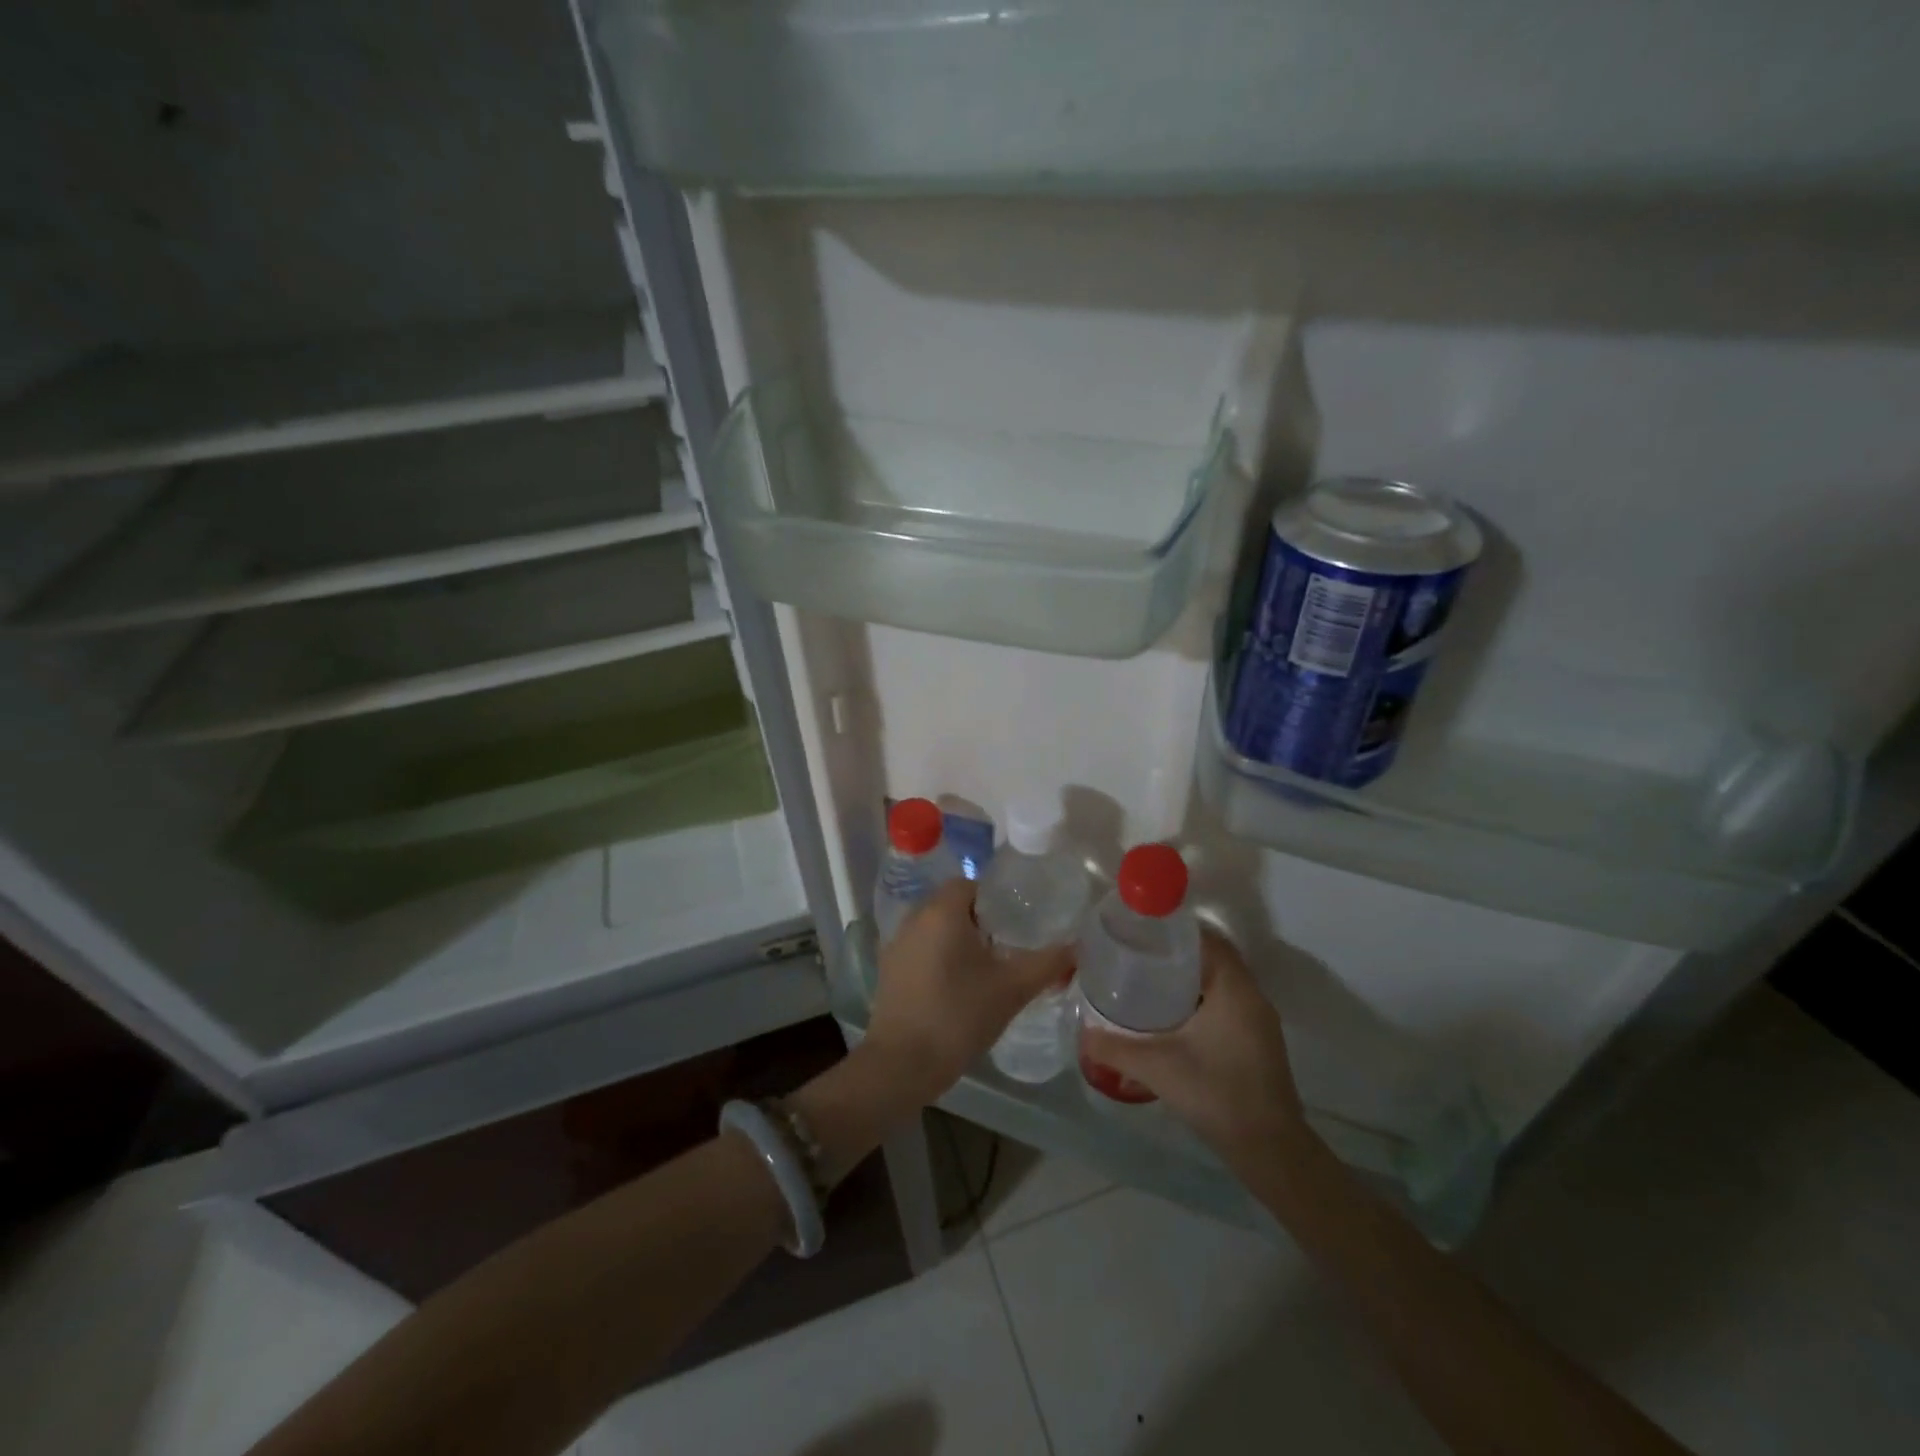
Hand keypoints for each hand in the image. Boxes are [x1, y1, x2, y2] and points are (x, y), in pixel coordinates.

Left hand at [864, 878, 1073, 1108]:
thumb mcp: (1012, 989)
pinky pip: (920, 949)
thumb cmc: (959, 1015)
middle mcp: (914, 918)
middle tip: (1008, 944)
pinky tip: (958, 986)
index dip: (995, 898)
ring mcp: (896, 944)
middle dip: (979, 920)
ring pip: (934, 928)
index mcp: (941, 911)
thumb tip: (1076, 947)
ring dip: (958, 939)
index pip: (969, 884)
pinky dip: (939, 957)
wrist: (903, 1063)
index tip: (1017, 921)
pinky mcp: (888, 970)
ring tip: (987, 966)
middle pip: (951, 904)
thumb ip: (1047, 963)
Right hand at [1078, 932, 1306, 1167]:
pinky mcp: (1257, 1042)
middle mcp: (1252, 997)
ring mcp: (1259, 1021)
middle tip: (1137, 955)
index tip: (1142, 932)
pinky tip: (1172, 1018)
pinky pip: (1227, 1003)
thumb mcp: (1157, 1068)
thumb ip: (1115, 1049)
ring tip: (1147, 981)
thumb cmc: (1217, 1095)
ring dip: (1190, 978)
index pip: (1208, 939)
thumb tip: (1081, 1034)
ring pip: (1221, 982)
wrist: (1270, 1152)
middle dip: (1177, 954)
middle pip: (1214, 958)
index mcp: (1234, 989)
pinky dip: (1201, 999)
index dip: (1176, 930)